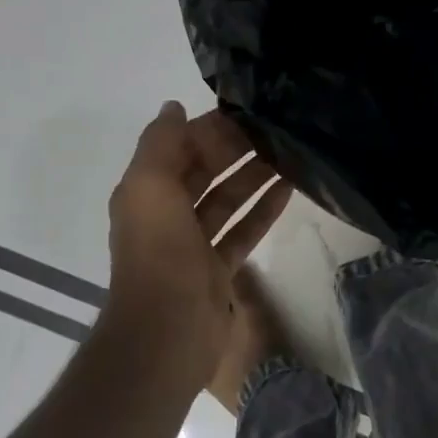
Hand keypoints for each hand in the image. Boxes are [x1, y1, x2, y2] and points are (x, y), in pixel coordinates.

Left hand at [104, 102, 292, 393]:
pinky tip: (290, 190)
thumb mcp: (150, 185)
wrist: (167, 330)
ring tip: (291, 154)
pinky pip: (243, 230)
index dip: (208, 129)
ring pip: (228, 200)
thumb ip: (160, 142)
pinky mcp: (218, 269)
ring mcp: (194, 244)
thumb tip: (174, 107)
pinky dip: (263, 210)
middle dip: (235, 150)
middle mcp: (167, 215)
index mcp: (146, 193)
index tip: (246, 110)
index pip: (178, 149)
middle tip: (276, 130)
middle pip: (205, 173)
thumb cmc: (159, 251)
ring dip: (254, 177)